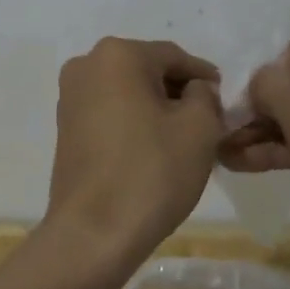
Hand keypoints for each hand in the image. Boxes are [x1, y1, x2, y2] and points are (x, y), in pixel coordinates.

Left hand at [46, 37, 223, 263]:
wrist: (93, 234)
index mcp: (118, 54)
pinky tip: (153, 148)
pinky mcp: (65, 126)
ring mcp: (70, 96)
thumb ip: (205, 95)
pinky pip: (109, 112)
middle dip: (178, 91)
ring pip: (127, 91)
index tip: (224, 97)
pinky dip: (133, 121)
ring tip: (183, 137)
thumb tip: (195, 90)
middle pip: (147, 70)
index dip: (203, 76)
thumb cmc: (151, 172)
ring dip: (155, 107)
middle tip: (208, 119)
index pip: (174, 56)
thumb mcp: (199, 127)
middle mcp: (86, 64)